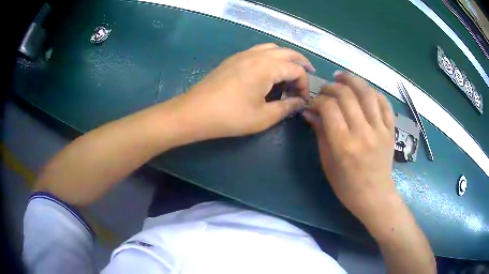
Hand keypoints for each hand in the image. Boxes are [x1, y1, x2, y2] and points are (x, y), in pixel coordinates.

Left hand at [173, 43, 313, 139]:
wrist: (195, 112)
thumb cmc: (230, 117)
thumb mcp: (263, 117)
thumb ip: (287, 107)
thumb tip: (300, 102)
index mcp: (267, 67)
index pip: (296, 70)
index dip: (304, 85)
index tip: (302, 100)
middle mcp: (257, 55)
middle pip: (287, 52)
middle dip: (301, 64)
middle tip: (308, 76)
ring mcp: (243, 54)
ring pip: (272, 48)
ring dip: (285, 58)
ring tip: (289, 73)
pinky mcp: (234, 59)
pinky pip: (259, 51)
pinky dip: (270, 58)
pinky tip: (268, 72)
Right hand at [303, 72, 395, 223]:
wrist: (375, 196)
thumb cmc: (347, 186)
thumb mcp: (328, 163)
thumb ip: (320, 134)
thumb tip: (310, 112)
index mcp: (344, 145)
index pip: (329, 108)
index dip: (318, 99)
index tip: (313, 102)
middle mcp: (363, 133)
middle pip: (347, 95)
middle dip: (332, 87)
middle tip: (325, 89)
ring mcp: (380, 130)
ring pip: (367, 93)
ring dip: (353, 80)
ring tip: (342, 77)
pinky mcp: (391, 130)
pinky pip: (384, 103)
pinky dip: (373, 92)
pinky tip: (364, 90)